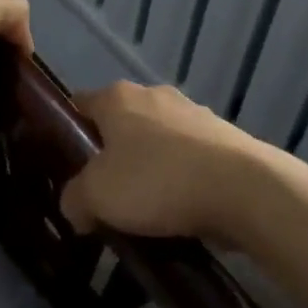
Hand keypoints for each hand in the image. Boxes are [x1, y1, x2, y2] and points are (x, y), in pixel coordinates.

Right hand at [59, 82, 270, 242]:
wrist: (242, 188)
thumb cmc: (156, 180)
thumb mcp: (96, 196)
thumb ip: (74, 199)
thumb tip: (75, 207)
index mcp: (118, 97)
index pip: (79, 104)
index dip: (67, 132)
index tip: (64, 166)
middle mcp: (153, 95)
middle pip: (119, 124)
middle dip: (110, 157)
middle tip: (103, 196)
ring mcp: (192, 113)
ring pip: (156, 141)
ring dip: (148, 169)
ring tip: (144, 213)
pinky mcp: (223, 137)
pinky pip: (188, 159)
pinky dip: (180, 179)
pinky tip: (179, 212)